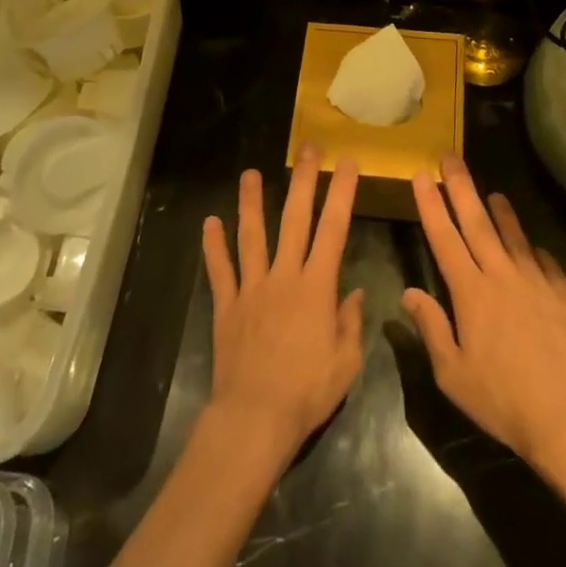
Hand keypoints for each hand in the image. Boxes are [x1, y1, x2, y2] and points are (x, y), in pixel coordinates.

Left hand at [202, 147, 365, 459]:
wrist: (255, 418)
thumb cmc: (307, 392)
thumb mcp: (346, 363)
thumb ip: (351, 323)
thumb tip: (355, 293)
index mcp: (317, 287)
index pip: (334, 229)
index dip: (342, 193)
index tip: (348, 164)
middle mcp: (284, 276)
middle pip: (295, 219)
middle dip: (304, 181)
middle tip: (307, 149)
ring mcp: (252, 288)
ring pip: (252, 236)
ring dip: (251, 202)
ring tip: (250, 173)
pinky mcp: (227, 306)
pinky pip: (220, 271)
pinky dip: (214, 246)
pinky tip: (210, 222)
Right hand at [403, 156, 565, 469]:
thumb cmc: (501, 400)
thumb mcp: (452, 373)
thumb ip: (431, 328)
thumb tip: (409, 293)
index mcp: (471, 293)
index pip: (444, 238)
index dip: (431, 205)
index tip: (421, 176)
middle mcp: (502, 276)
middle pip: (477, 223)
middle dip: (460, 187)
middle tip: (450, 157)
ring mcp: (536, 283)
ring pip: (514, 237)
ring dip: (501, 211)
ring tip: (493, 192)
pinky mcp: (563, 296)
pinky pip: (547, 263)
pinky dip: (536, 250)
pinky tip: (534, 246)